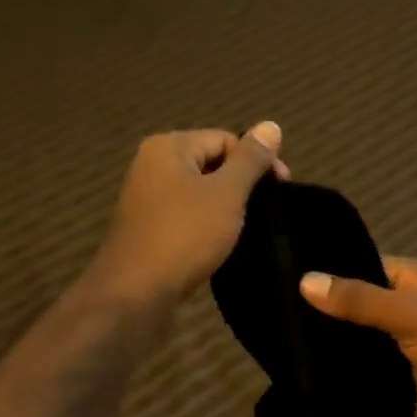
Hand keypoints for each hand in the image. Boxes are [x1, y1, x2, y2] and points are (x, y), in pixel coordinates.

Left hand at [92, 123, 286, 306]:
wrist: (135, 291)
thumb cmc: (184, 235)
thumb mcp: (226, 194)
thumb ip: (250, 160)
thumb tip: (271, 125)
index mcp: (168, 146)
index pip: (225, 139)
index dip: (257, 161)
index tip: (281, 190)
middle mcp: (152, 164)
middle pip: (211, 162)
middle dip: (241, 184)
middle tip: (265, 211)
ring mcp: (146, 197)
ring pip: (199, 191)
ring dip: (225, 206)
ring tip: (247, 227)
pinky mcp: (147, 226)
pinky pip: (186, 214)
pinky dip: (206, 223)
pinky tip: (221, 242)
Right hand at [300, 258, 416, 416]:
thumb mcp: (410, 316)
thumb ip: (359, 299)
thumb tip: (305, 280)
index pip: (367, 264)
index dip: (333, 270)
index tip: (288, 276)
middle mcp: (415, 303)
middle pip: (364, 299)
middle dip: (330, 306)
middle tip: (279, 311)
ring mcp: (412, 338)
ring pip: (366, 331)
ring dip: (339, 337)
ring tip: (286, 336)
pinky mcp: (409, 371)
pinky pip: (373, 359)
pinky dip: (352, 362)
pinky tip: (315, 366)